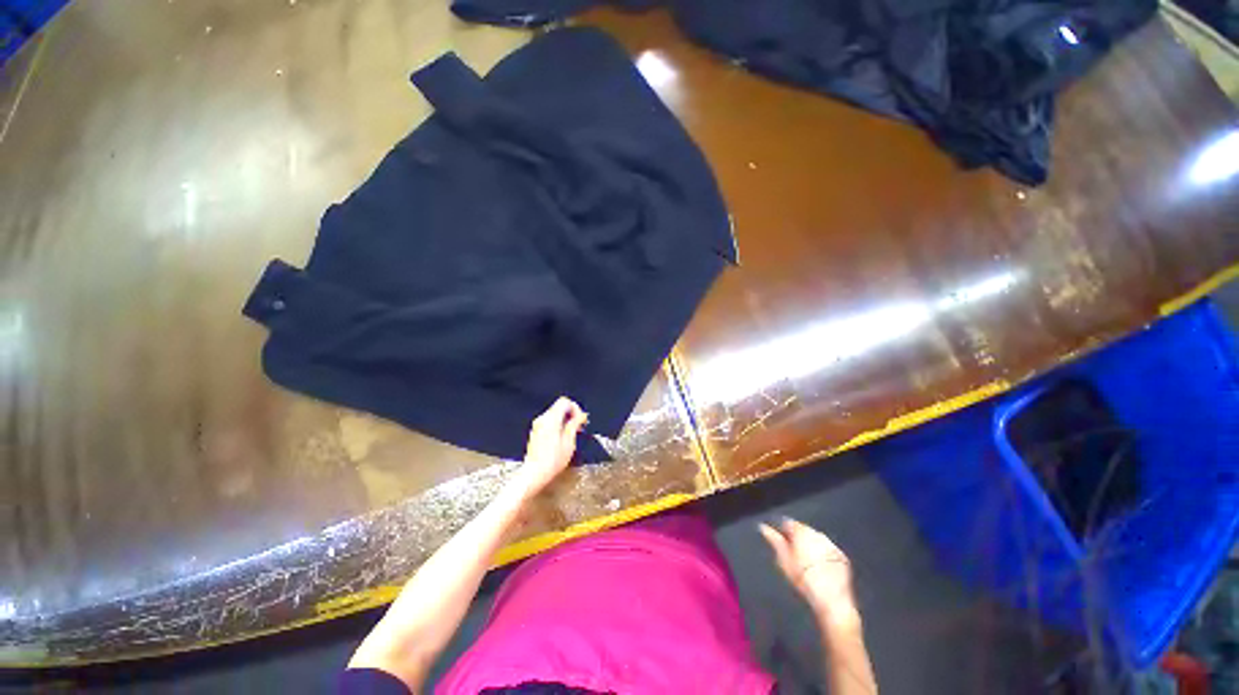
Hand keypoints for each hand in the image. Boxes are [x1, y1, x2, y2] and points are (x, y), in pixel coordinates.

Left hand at [510, 397, 587, 500]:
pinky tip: (563, 438)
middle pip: (560, 407)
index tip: (582, 420)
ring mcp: (538, 425)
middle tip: (580, 427)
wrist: (534, 473)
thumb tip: (581, 415)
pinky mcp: (536, 432)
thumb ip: (574, 424)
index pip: (565, 402)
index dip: (576, 408)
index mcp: (551, 419)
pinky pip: (550, 421)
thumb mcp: (569, 442)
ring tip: (573, 433)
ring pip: (555, 414)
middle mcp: (543, 419)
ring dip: (565, 420)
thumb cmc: (553, 460)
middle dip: (572, 414)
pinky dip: (558, 425)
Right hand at [760, 518, 858, 627]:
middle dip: (797, 537)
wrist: (832, 599)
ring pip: (816, 539)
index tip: (779, 539)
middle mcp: (817, 533)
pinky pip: (828, 549)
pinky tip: (820, 566)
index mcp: (801, 531)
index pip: (788, 522)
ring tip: (806, 560)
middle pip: (803, 529)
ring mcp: (831, 544)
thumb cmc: (803, 578)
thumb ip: (774, 540)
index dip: (782, 530)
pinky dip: (823, 553)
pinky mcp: (842, 556)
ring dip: (810, 544)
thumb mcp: (784, 560)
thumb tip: (763, 526)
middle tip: (792, 552)